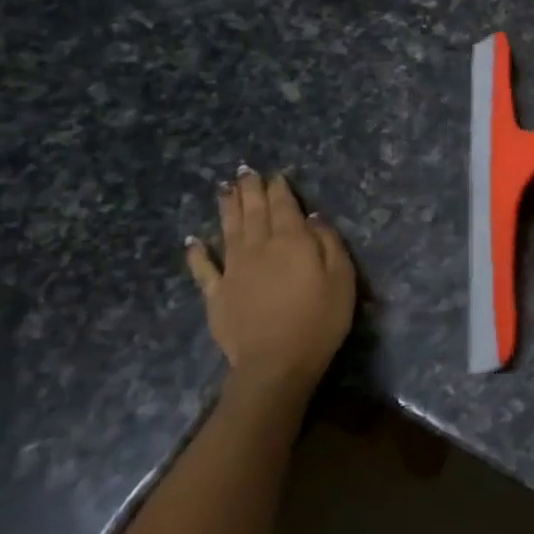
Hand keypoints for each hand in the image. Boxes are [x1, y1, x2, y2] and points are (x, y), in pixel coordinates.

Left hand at [185, 168, 355, 413]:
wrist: (276, 362)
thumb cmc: (319, 319)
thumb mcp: (342, 278)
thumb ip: (329, 243)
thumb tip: (313, 218)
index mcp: (291, 241)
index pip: (284, 206)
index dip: (279, 189)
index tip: (276, 175)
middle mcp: (258, 247)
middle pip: (253, 212)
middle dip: (250, 190)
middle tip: (245, 172)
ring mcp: (233, 270)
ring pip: (228, 230)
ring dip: (226, 208)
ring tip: (224, 189)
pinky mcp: (216, 294)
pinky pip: (203, 268)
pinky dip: (196, 253)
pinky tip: (192, 240)